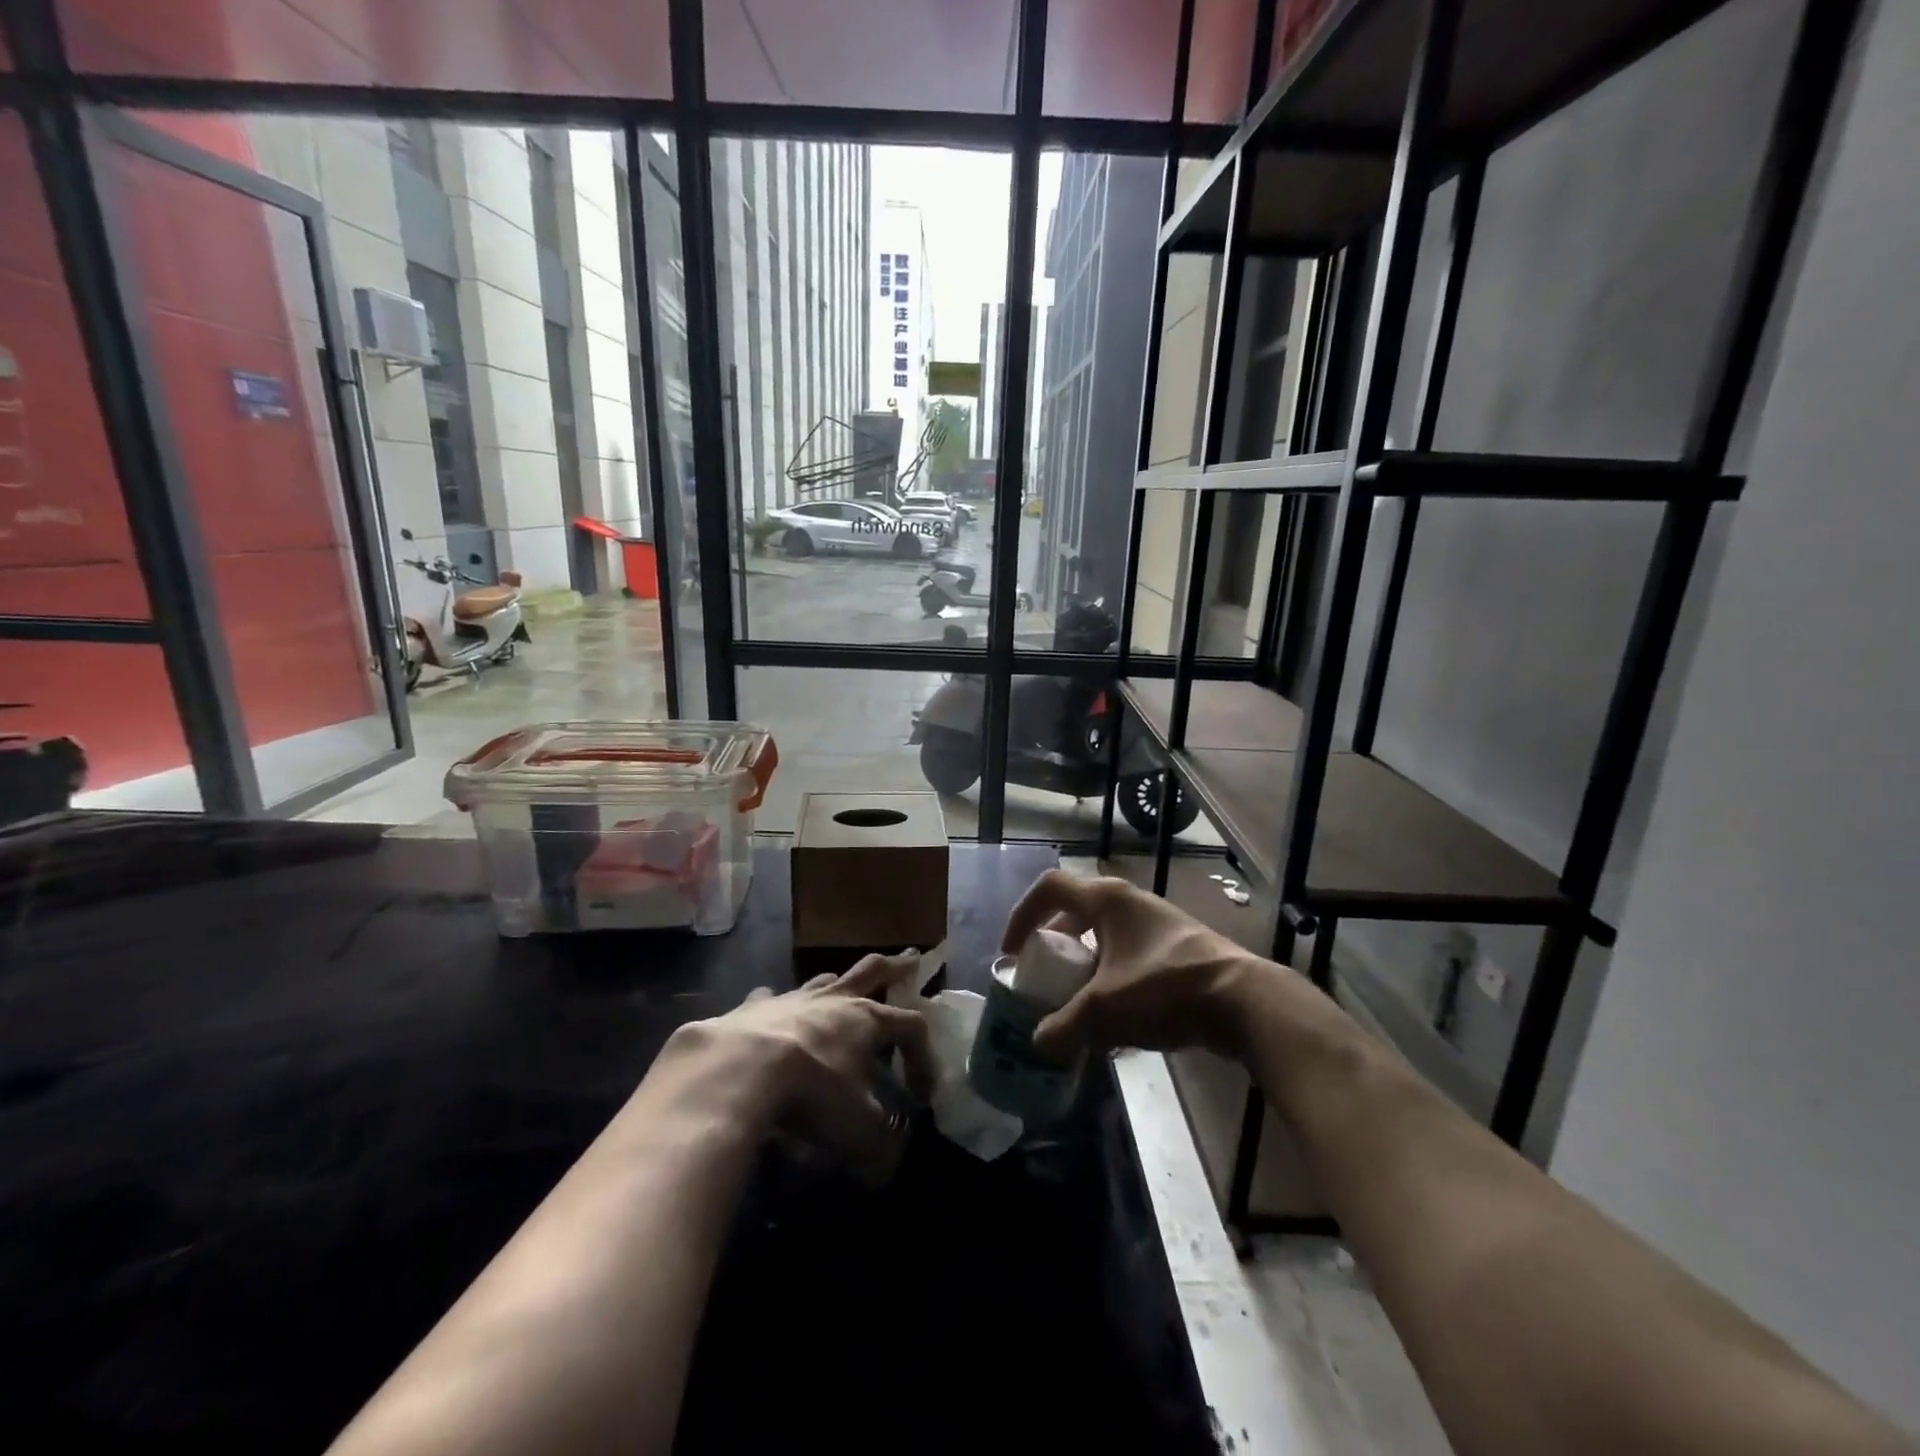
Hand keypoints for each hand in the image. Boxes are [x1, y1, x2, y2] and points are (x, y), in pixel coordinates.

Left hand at [664, 952, 934, 1184]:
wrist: (739, 1069)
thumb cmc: (812, 1092)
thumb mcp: (857, 1131)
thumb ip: (879, 1150)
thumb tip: (884, 1172)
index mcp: (868, 1020)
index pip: (912, 1026)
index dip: (923, 1057)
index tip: (921, 1095)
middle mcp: (834, 1000)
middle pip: (873, 970)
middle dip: (895, 966)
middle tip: (910, 959)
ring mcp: (792, 998)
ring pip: (823, 979)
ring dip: (836, 984)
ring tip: (838, 986)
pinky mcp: (752, 1008)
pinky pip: (768, 999)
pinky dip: (773, 1004)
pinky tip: (768, 1009)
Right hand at [1002, 870, 1297, 1062]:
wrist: (1244, 1003)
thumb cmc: (1165, 989)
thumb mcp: (1103, 1012)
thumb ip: (1062, 1027)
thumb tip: (1038, 1044)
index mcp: (1107, 900)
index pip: (1049, 888)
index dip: (1023, 915)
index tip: (1013, 952)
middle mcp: (1131, 902)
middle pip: (1077, 912)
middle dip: (1054, 944)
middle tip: (1044, 976)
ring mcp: (1158, 924)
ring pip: (1106, 937)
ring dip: (1084, 965)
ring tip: (1076, 1001)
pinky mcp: (1179, 949)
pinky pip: (1130, 956)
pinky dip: (1112, 979)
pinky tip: (1117, 1019)